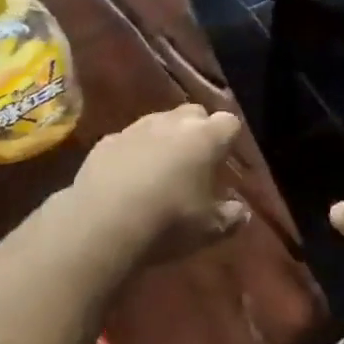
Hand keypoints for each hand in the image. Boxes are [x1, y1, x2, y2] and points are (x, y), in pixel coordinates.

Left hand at [69, 104, 249, 266]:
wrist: (101, 222)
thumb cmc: (167, 222)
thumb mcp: (208, 230)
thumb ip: (230, 217)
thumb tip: (242, 212)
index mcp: (205, 138)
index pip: (229, 122)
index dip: (230, 138)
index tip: (226, 159)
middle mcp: (172, 123)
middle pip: (194, 113)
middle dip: (198, 130)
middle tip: (196, 160)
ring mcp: (137, 128)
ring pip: (159, 122)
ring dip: (165, 138)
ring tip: (161, 169)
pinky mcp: (107, 140)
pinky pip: (128, 139)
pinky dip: (133, 152)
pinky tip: (128, 178)